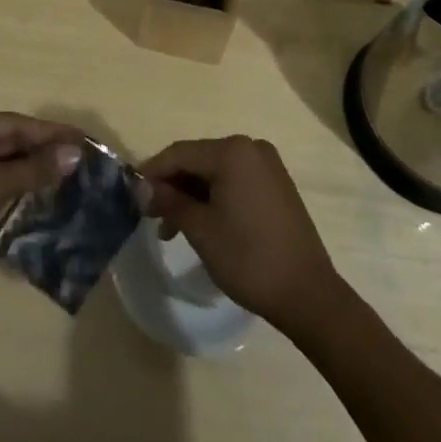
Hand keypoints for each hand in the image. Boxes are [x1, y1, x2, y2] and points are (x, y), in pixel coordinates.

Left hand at [0, 112, 84, 307]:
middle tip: (79, 157)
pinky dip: (16, 184)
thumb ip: (34, 169)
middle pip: (8, 139)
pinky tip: (39, 192)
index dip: (49, 131)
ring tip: (67, 173)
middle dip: (42, 149)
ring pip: (2, 161)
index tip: (81, 137)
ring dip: (31, 168)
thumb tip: (74, 153)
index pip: (13, 123)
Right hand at [140, 135, 339, 334]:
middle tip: (151, 215)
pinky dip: (214, 197)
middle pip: (198, 160)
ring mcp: (267, 166)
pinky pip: (235, 181)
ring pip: (216, 172)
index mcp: (232, 151)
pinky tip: (201, 222)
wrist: (308, 294)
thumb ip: (170, 201)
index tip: (132, 193)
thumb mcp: (201, 230)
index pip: (180, 153)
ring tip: (172, 229)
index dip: (153, 172)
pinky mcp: (277, 185)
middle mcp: (250, 148)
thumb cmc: (249, 258)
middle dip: (173, 186)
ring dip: (192, 195)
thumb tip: (146, 188)